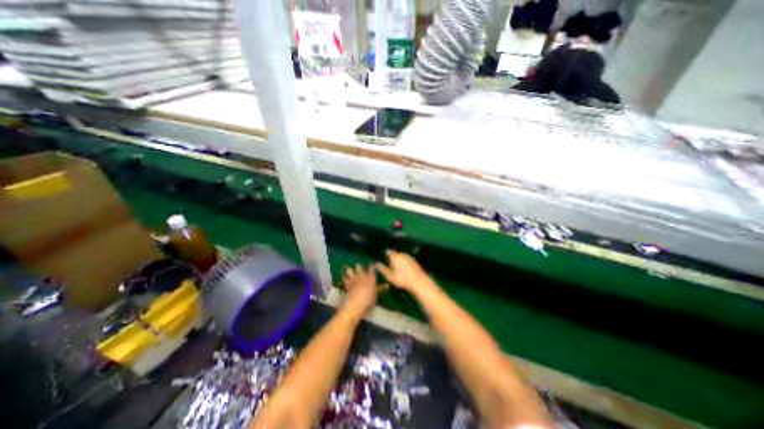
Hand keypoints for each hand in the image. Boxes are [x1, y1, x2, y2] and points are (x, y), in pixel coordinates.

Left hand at [342, 263, 384, 315]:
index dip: (372, 265)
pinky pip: (345, 279)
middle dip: (358, 266)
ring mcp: (353, 280)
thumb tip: (387, 285)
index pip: (371, 268)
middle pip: (359, 267)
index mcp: (370, 278)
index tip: (372, 264)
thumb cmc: (368, 301)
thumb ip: (380, 289)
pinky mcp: (346, 285)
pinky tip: (344, 278)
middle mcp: (361, 276)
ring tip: (348, 268)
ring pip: (349, 271)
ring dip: (349, 269)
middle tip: (359, 266)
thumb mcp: (376, 295)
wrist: (355, 306)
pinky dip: (345, 278)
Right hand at [376, 250, 434, 292]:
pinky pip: (407, 259)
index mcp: (395, 256)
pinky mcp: (414, 261)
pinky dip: (405, 262)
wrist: (418, 281)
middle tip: (390, 264)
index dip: (386, 254)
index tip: (384, 258)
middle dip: (393, 257)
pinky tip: (405, 269)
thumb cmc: (402, 279)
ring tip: (397, 268)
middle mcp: (402, 254)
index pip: (389, 252)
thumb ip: (383, 269)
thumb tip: (377, 263)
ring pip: (402, 256)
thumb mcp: (390, 276)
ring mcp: (409, 257)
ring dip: (399, 259)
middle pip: (396, 253)